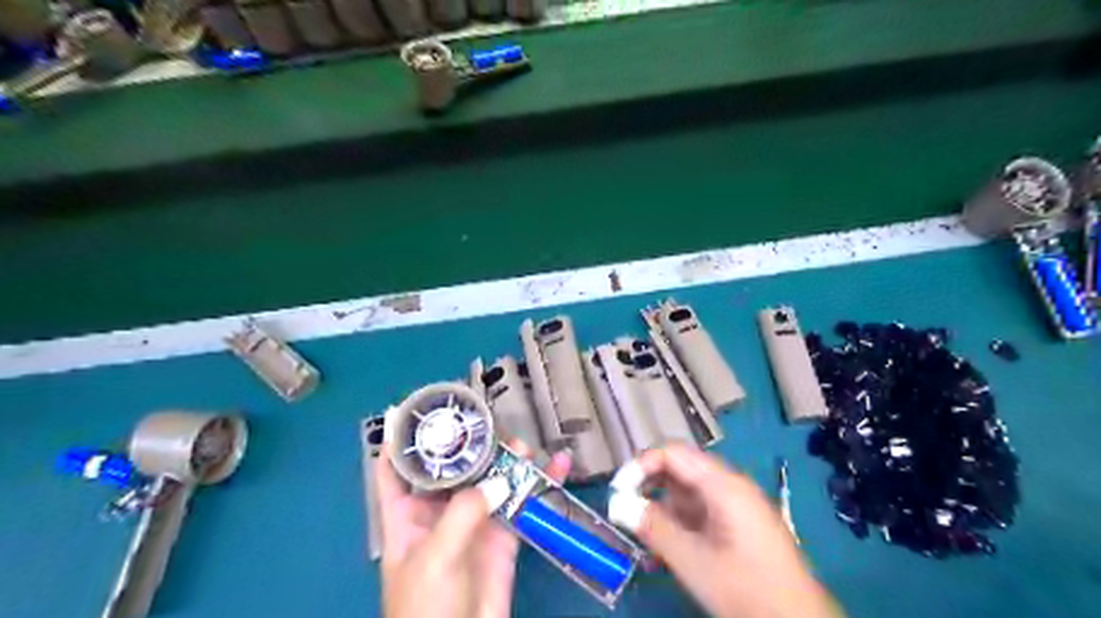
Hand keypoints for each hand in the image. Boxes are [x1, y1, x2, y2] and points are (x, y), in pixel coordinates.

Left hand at [377, 441, 571, 616]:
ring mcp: (474, 521)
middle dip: (470, 443)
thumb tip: (499, 480)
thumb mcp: (435, 558)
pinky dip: (540, 484)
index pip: (395, 469)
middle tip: (492, 422)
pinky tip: (557, 466)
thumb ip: (462, 514)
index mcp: (406, 514)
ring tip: (524, 444)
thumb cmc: (426, 609)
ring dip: (508, 460)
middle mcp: (439, 511)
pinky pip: (522, 503)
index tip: (420, 409)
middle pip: (452, 466)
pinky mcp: (504, 536)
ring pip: (491, 479)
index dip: (402, 439)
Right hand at [611, 443, 844, 617]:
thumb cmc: (746, 589)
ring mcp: (735, 506)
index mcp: (723, 484)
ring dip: (662, 510)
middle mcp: (729, 486)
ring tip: (644, 538)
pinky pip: (699, 513)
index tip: (619, 491)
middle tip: (626, 513)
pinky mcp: (737, 525)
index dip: (641, 465)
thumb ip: (654, 528)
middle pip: (680, 470)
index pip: (673, 454)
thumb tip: (618, 504)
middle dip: (649, 488)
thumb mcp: (693, 560)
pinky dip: (678, 524)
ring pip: (687, 493)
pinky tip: (666, 551)